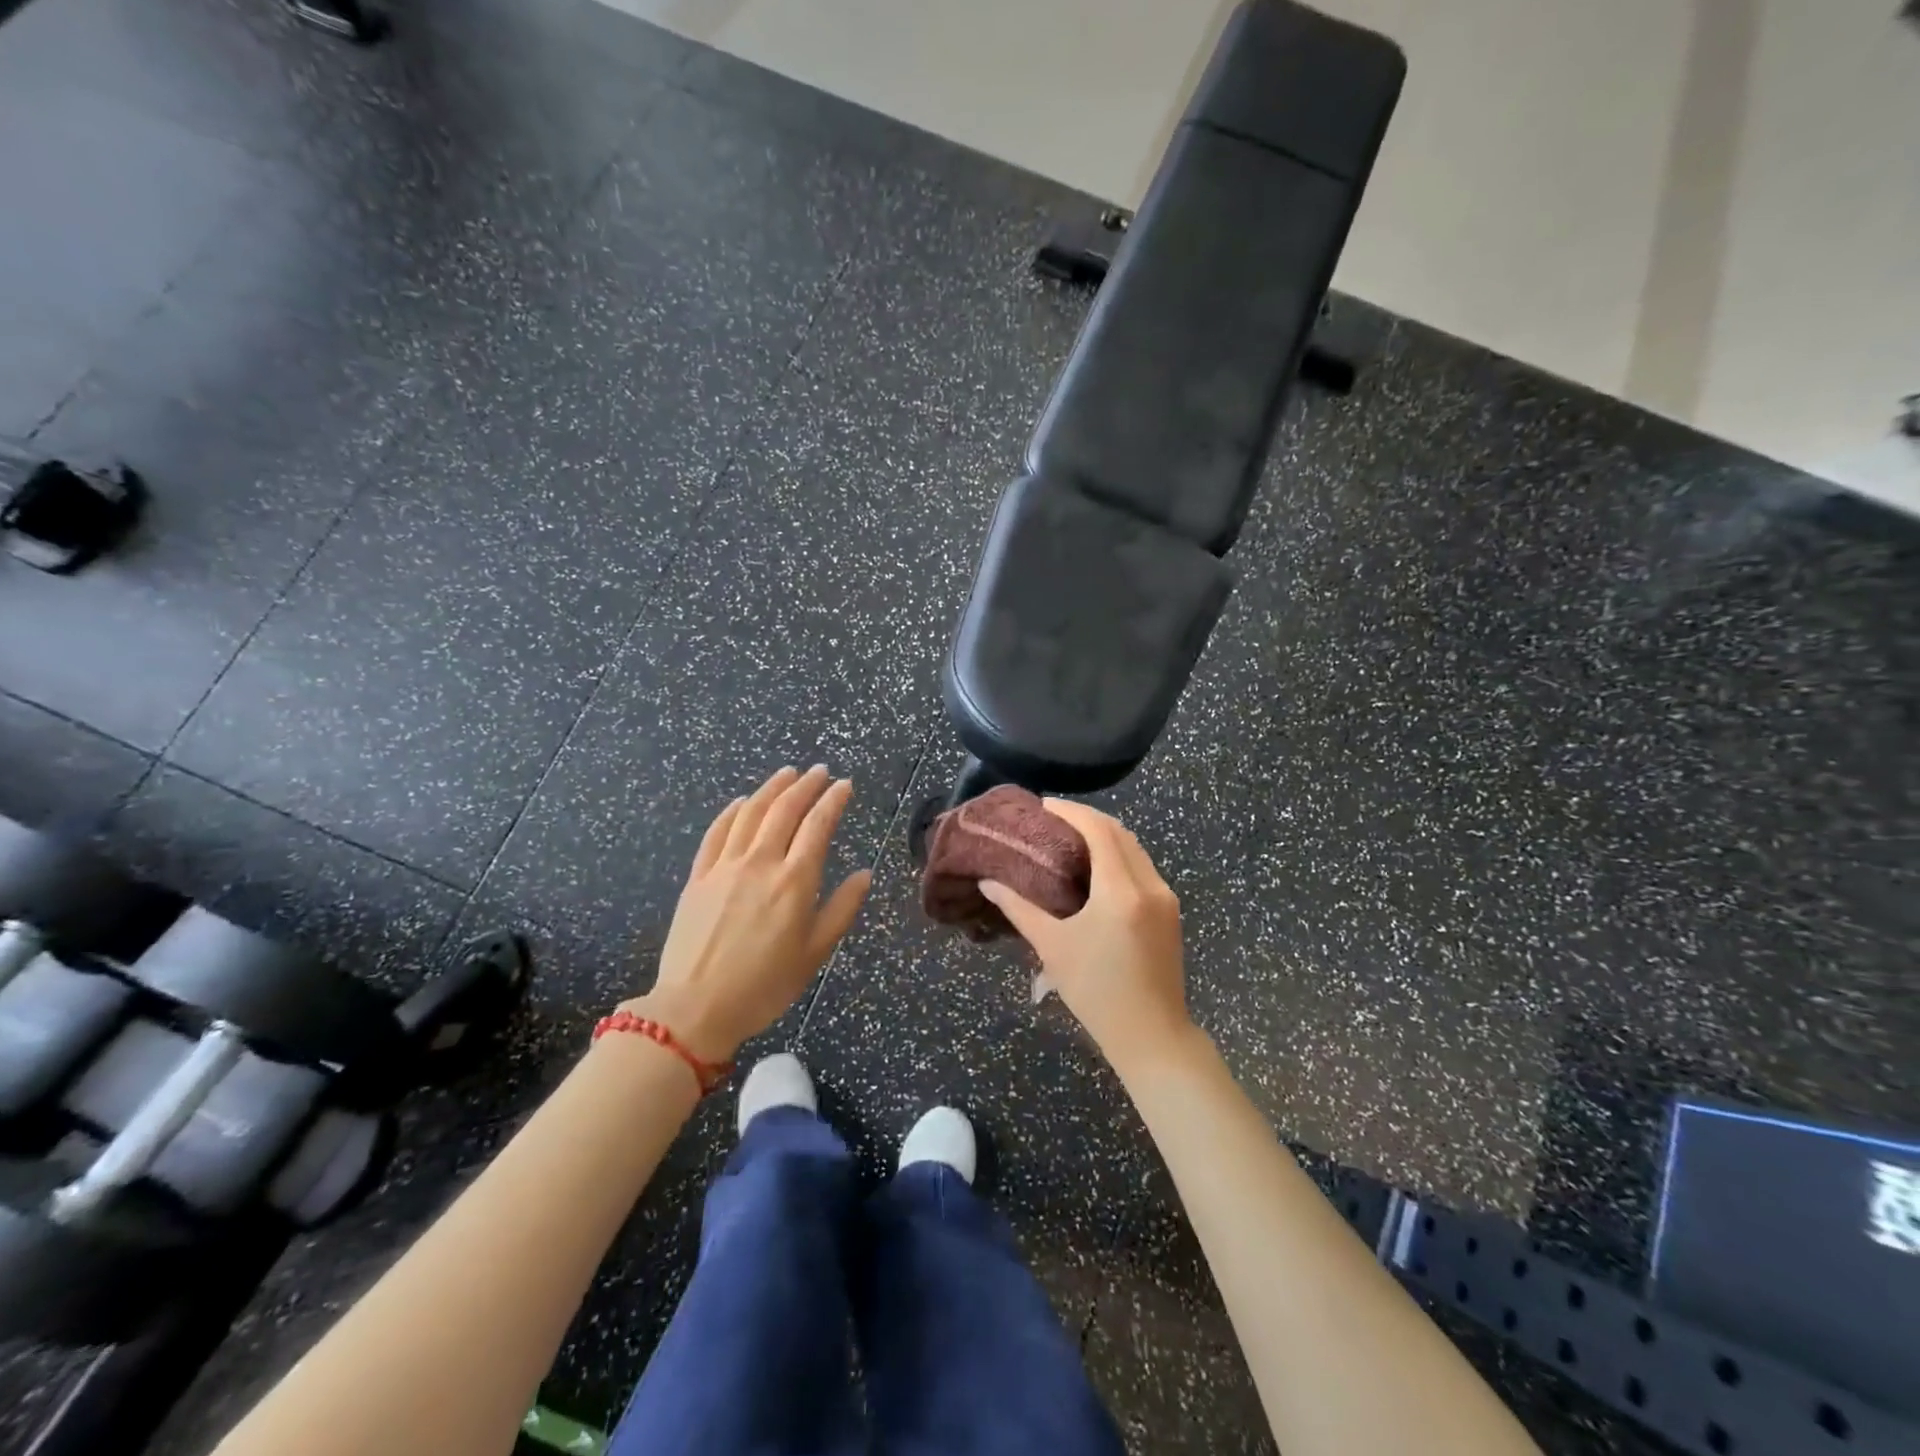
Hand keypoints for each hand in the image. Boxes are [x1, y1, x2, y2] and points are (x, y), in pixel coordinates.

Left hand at [628, 766, 870, 1061]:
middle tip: (820, 771)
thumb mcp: (815, 953)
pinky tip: (742, 802)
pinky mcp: (698, 876)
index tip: (845, 785)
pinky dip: (732, 811)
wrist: (695, 1008)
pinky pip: (716, 832)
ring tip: (787, 773)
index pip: (818, 826)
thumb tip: (864, 874)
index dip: (833, 800)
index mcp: (794, 881)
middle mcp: (760, 863)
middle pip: (784, 810)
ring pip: (750, 813)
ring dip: (771, 788)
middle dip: (806, 785)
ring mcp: (725, 866)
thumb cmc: (764, 986)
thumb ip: (842, 909)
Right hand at [979, 801, 1194, 1076]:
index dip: (1071, 812)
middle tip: (1052, 820)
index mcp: (1121, 890)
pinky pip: (1142, 867)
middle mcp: (1150, 885)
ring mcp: (1165, 897)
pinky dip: (1118, 855)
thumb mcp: (1052, 948)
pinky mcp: (1170, 911)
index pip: (1099, 830)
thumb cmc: (1096, 992)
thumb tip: (988, 882)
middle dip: (1086, 819)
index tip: (1044, 806)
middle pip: (1119, 832)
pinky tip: (1095, 867)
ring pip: (1134, 848)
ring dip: (1104, 835)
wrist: (1152, 1035)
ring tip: (1069, 838)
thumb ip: (1019, 908)